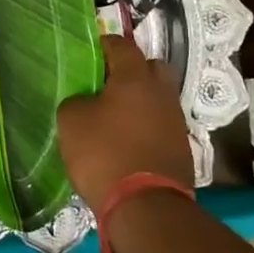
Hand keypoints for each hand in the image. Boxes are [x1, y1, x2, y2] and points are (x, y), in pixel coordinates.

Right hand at [59, 34, 196, 211]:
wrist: (146, 208)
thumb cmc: (104, 154)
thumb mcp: (72, 122)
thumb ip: (77, 101)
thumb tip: (86, 101)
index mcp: (135, 78)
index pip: (122, 45)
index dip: (104, 45)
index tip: (89, 52)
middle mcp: (161, 93)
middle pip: (150, 68)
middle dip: (131, 70)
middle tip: (106, 83)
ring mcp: (176, 121)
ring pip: (158, 98)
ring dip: (140, 101)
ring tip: (115, 116)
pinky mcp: (182, 148)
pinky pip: (161, 124)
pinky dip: (146, 126)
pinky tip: (127, 140)